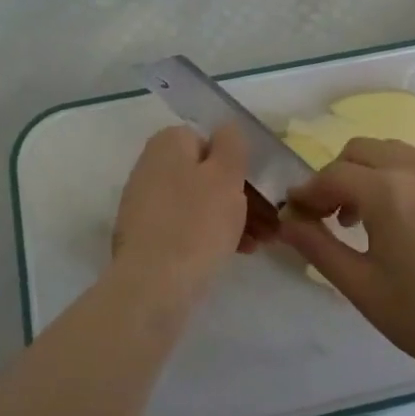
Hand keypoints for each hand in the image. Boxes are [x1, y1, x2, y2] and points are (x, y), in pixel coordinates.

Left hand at [111, 125, 274, 305]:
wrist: (152, 286)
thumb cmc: (196, 223)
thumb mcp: (226, 175)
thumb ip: (231, 143)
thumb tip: (226, 129)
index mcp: (167, 143)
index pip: (211, 140)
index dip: (238, 164)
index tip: (261, 189)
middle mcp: (151, 166)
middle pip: (207, 174)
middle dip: (241, 196)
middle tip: (270, 222)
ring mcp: (145, 203)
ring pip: (200, 202)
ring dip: (231, 218)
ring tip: (260, 242)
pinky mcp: (146, 236)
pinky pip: (186, 227)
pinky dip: (211, 235)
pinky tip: (237, 252)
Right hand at [280, 140, 414, 386]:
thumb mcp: (358, 284)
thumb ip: (317, 245)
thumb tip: (287, 221)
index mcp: (388, 191)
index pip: (333, 175)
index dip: (308, 193)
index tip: (294, 214)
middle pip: (361, 150)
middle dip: (336, 175)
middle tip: (325, 214)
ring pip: (391, 153)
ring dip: (366, 173)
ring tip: (359, 218)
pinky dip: (395, 179)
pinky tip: (396, 222)